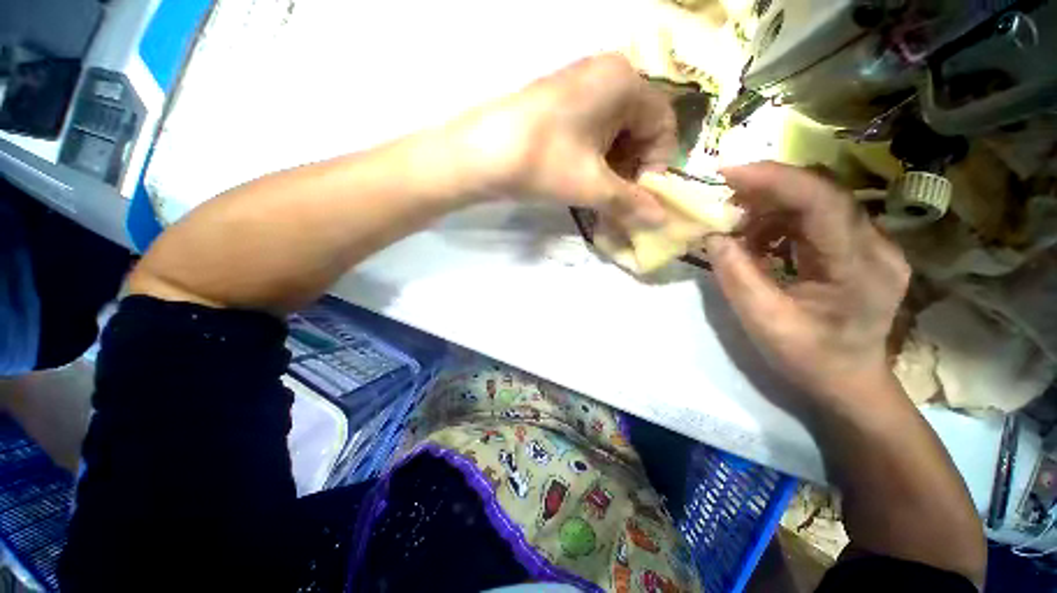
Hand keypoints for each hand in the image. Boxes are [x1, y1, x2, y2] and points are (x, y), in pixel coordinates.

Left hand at [450, 53, 676, 225]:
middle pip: (639, 128)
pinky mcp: (561, 102)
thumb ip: (630, 203)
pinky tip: (582, 179)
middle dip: (632, 169)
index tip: (637, 196)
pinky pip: (593, 130)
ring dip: (613, 167)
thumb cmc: (542, 162)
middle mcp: (607, 74)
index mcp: (625, 82)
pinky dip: (595, 158)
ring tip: (598, 194)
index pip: (663, 125)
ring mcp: (581, 85)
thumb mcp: (592, 185)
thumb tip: (661, 222)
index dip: (655, 165)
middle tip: (616, 199)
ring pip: (615, 132)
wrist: (479, 153)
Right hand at [705, 162, 910, 407]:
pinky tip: (761, 240)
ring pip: (818, 202)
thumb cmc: (808, 359)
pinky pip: (818, 218)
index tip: (728, 173)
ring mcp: (873, 244)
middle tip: (724, 200)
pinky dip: (782, 221)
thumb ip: (736, 275)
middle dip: (766, 190)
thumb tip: (713, 236)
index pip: (822, 202)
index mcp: (859, 268)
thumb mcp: (763, 321)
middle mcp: (877, 246)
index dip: (774, 180)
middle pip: (821, 194)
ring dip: (771, 207)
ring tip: (737, 227)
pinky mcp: (861, 247)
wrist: (849, 381)